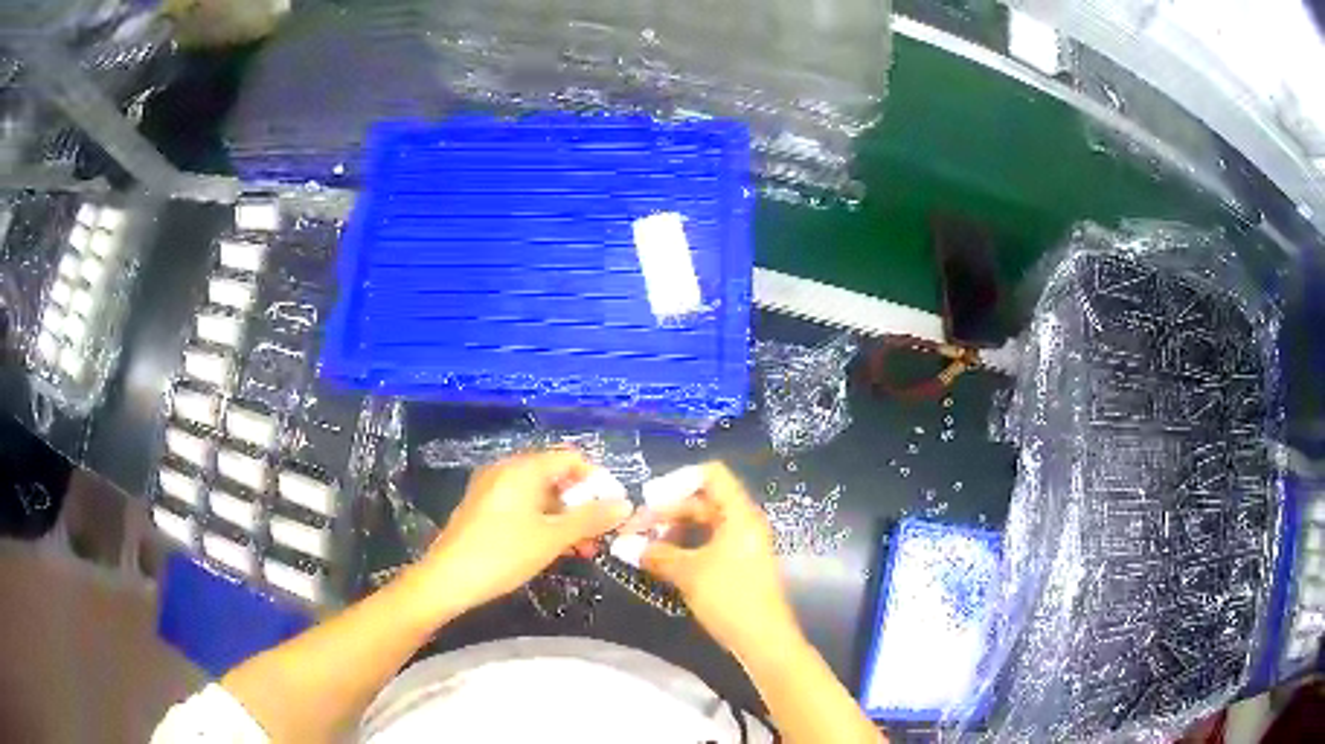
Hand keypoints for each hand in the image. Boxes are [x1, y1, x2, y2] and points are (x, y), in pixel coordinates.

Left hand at [416, 450, 632, 615]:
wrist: (448, 579)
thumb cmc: (504, 553)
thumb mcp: (553, 538)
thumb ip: (590, 519)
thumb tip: (625, 504)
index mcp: (523, 468)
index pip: (571, 459)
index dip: (596, 481)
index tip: (613, 510)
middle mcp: (507, 470)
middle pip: (555, 477)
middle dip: (581, 504)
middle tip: (599, 535)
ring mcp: (492, 489)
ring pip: (539, 495)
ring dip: (564, 518)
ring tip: (581, 549)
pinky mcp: (483, 508)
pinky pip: (521, 506)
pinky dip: (542, 522)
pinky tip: (553, 548)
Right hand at [637, 462, 802, 660]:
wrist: (764, 640)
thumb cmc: (730, 597)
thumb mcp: (688, 573)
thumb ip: (656, 554)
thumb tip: (623, 545)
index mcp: (739, 513)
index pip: (712, 474)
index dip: (678, 480)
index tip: (648, 500)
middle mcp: (743, 522)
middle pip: (702, 500)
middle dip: (667, 511)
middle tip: (633, 530)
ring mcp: (742, 545)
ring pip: (703, 525)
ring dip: (672, 532)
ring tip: (643, 548)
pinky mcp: (738, 565)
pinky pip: (708, 544)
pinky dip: (685, 547)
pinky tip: (663, 562)